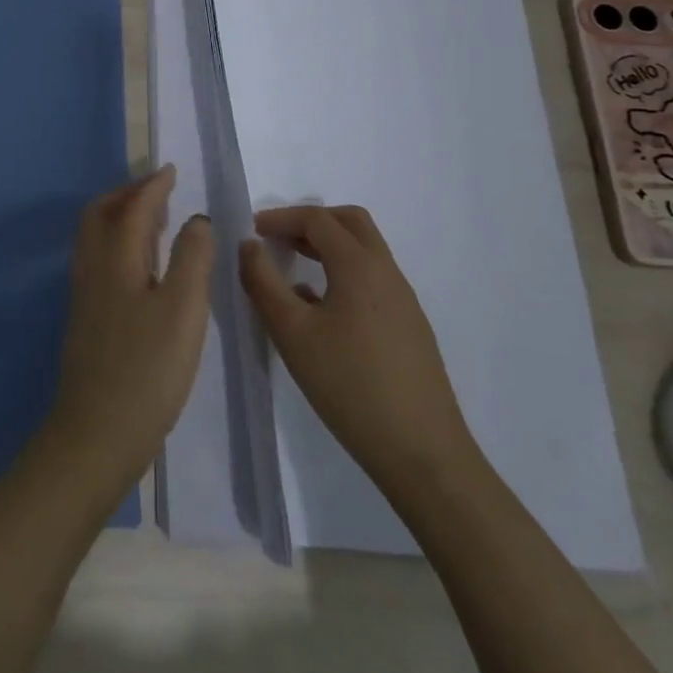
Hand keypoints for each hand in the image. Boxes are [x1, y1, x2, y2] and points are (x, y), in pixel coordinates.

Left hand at [46, 167, 213, 491]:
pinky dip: (118, 243)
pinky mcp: (86, 316)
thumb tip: (195, 220)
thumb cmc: (148, 368)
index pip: (133, 207)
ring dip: (121, 218)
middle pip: (101, 214)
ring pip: (96, 237)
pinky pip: (98, 258)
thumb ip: (192, 258)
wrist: (98, 430)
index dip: (152, 186)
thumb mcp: (184, 310)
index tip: (170, 171)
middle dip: (128, 195)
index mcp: (115, 258)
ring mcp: (84, 293)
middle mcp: (92, 267)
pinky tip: (141, 266)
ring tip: (154, 222)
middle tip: (159, 192)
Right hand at [239, 205, 476, 493]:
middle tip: (277, 239)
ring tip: (292, 269)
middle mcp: (387, 273)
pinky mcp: (410, 328)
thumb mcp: (291, 332)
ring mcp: (404, 302)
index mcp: (360, 266)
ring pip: (365, 251)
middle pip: (350, 223)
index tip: (252, 230)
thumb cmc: (350, 386)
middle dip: (310, 222)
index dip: (281, 217)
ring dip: (327, 247)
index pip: (318, 219)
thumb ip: (263, 282)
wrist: (423, 454)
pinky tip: (319, 310)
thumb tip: (249, 245)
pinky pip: (372, 280)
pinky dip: (342, 273)